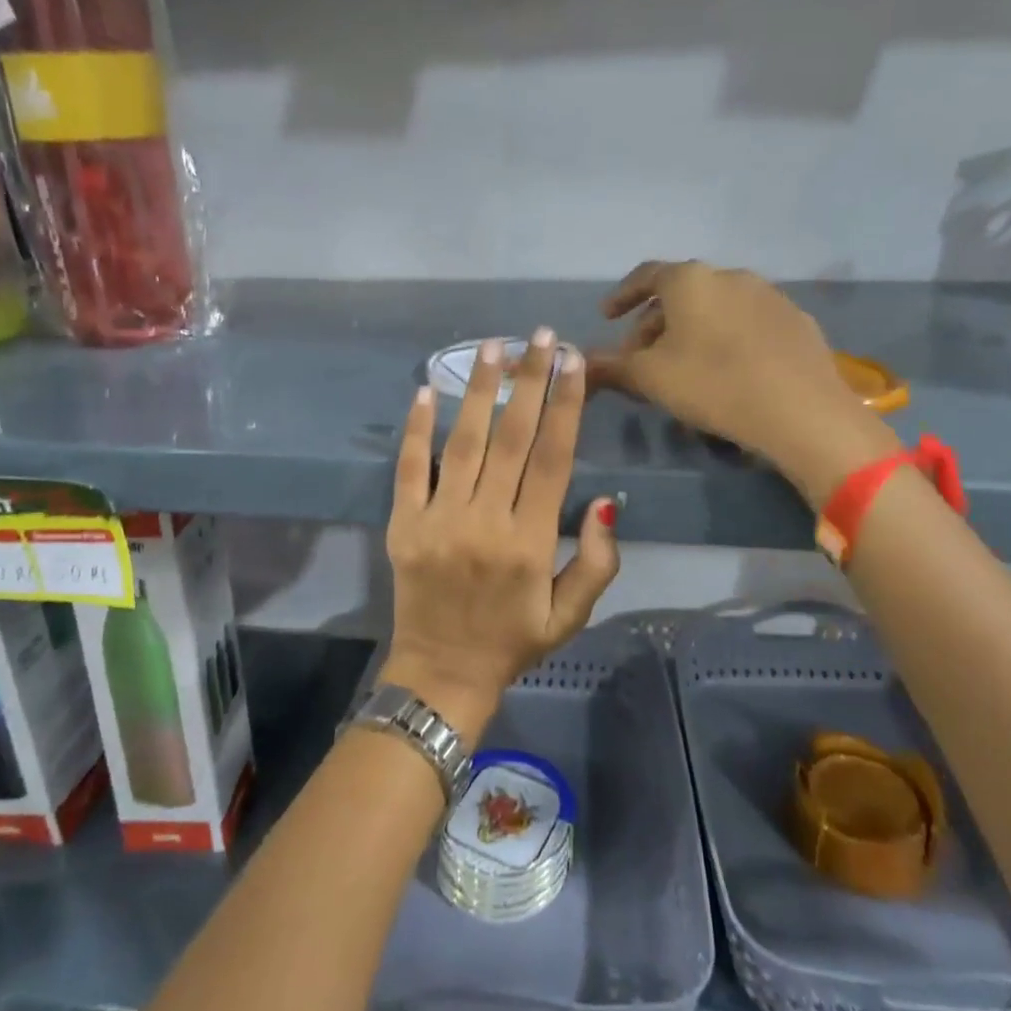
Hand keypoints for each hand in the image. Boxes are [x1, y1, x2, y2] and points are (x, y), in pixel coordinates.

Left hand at [381, 330, 619, 739]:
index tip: (573, 362)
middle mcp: (486, 522)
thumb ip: (597, 561)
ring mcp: (440, 520)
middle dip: (530, 381)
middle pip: (513, 438)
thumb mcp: (571, 616)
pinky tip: (427, 389)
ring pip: (464, 443)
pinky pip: (409, 469)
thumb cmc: (513, 641)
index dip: (566, 406)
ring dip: (480, 390)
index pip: (553, 458)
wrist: (442, 674)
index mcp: (531, 542)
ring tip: (493, 346)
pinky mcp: (404, 524)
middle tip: (541, 336)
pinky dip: (416, 429)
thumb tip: (605, 502)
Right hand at [588, 261, 900, 502]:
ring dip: (691, 331)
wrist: (801, 411)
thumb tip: (579, 362)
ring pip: (715, 308)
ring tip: (682, 367)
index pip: (645, 276)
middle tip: (641, 356)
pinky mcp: (796, 322)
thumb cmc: (713, 384)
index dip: (621, 296)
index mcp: (690, 280)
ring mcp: (769, 296)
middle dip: (655, 323)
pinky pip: (747, 324)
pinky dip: (726, 339)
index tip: (607, 317)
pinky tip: (727, 373)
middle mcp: (730, 276)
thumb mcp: (650, 378)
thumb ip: (610, 366)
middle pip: (681, 294)